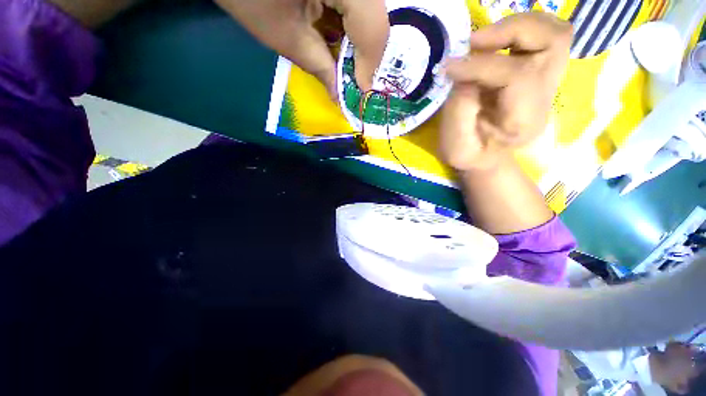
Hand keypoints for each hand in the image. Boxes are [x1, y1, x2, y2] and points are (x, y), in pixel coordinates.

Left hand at [216, 0, 389, 96]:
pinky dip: (349, 26)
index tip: (361, 90)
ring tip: (346, 64)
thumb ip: (320, 67)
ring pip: (367, 10)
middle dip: (365, 54)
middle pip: (374, 16)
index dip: (369, 63)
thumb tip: (340, 96)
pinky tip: (338, 40)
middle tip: (354, 80)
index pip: (372, 24)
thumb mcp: (285, 36)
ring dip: (358, 41)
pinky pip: (354, 5)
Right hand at [440, 12, 571, 170]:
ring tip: (484, 40)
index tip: (449, 67)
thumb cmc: (468, 154)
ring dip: (518, 26)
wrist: (485, 157)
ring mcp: (548, 81)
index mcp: (525, 120)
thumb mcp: (457, 144)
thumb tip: (461, 67)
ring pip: (555, 32)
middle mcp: (546, 96)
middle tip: (474, 42)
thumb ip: (460, 107)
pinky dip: (520, 30)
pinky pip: (544, 36)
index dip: (480, 65)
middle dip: (511, 31)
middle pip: (553, 41)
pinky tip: (495, 43)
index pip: (517, 75)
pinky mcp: (539, 73)